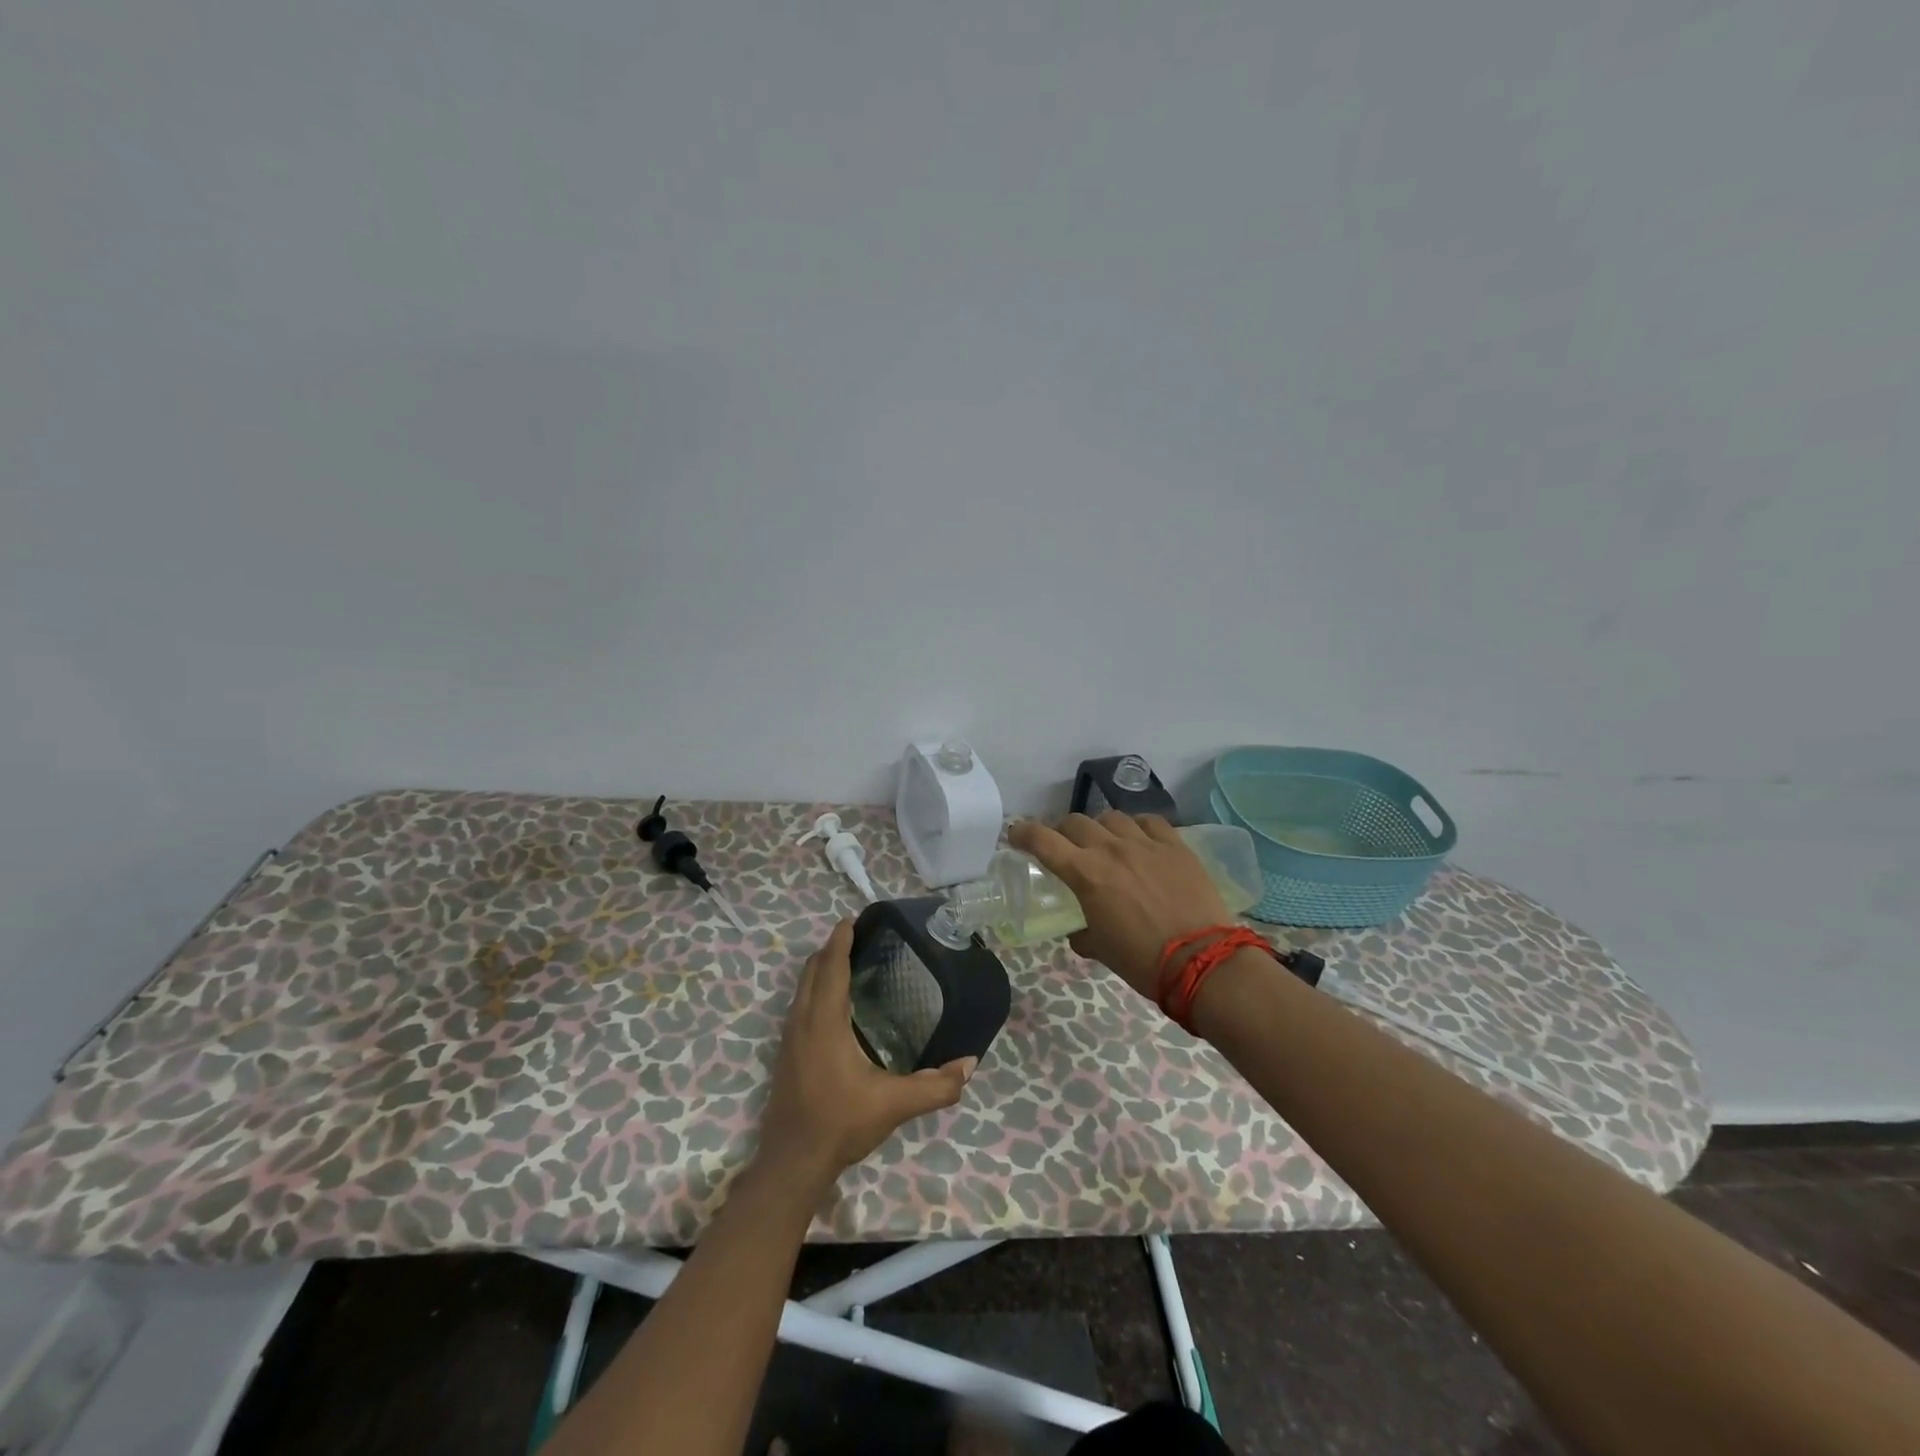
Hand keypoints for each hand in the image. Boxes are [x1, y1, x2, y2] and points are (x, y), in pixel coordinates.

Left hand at [755, 920, 975, 1191]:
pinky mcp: (785, 1055)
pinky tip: (831, 1005)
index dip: (840, 941)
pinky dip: (813, 989)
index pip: (831, 968)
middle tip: (855, 935)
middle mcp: (802, 1022)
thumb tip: (970, 1064)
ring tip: (844, 961)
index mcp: (825, 1022)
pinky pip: (798, 1006)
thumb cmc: (840, 1124)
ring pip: (801, 988)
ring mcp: (789, 1039)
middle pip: (812, 971)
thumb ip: (935, 1086)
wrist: (791, 1164)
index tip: (851, 919)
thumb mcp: (893, 1105)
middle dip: (830, 949)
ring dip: (820, 969)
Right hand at [1007, 812, 1232, 998]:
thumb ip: (1082, 934)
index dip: (1023, 833)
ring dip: (1100, 828)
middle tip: (1065, 846)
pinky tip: (1140, 839)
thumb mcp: (1100, 949)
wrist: (1202, 960)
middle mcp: (1111, 849)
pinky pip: (1149, 822)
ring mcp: (1145, 843)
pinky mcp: (1175, 845)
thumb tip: (1079, 931)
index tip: (1015, 834)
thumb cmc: (1143, 961)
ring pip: (1112, 818)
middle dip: (1063, 831)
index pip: (1043, 841)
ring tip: (1106, 843)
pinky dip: (1137, 827)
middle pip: (1075, 822)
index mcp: (1086, 874)